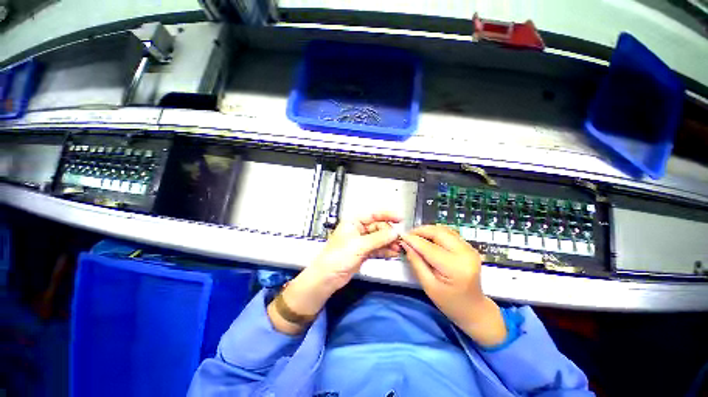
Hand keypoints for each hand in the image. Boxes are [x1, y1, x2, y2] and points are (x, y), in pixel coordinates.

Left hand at [268, 212, 401, 334]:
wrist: (328, 277)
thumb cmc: (337, 257)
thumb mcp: (359, 245)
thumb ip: (378, 238)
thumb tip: (394, 232)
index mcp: (353, 222)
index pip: (373, 214)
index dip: (387, 215)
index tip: (399, 219)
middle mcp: (358, 230)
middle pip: (378, 227)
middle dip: (389, 233)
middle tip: (399, 238)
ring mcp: (361, 241)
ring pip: (379, 238)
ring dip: (389, 242)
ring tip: (399, 247)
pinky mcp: (364, 252)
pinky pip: (377, 248)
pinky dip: (385, 250)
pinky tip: (393, 253)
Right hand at [401, 225, 506, 346]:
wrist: (474, 309)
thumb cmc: (449, 302)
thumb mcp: (428, 285)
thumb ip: (416, 262)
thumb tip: (406, 244)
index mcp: (455, 268)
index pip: (429, 247)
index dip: (413, 240)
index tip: (401, 236)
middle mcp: (465, 254)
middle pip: (439, 233)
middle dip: (421, 231)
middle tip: (408, 235)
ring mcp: (470, 249)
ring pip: (444, 230)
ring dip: (428, 231)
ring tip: (416, 237)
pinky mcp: (469, 247)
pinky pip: (449, 234)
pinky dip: (436, 233)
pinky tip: (428, 240)